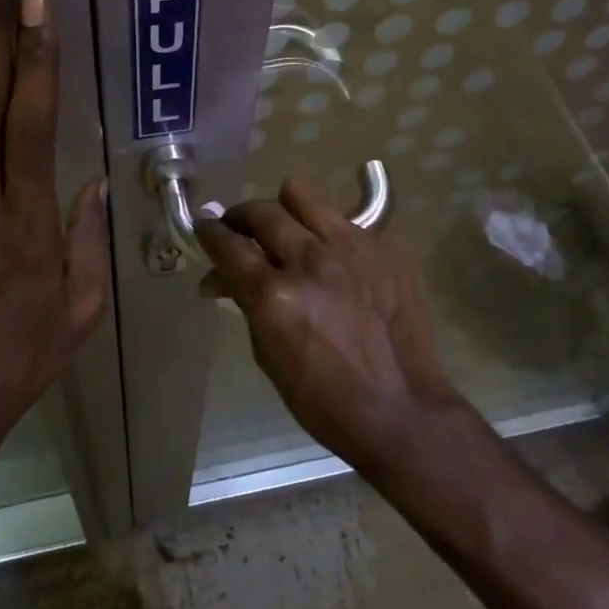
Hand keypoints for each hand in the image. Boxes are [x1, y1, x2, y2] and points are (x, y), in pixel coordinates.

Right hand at [195, 179, 465, 476]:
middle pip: (262, 212)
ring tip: (288, 228)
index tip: (204, 228)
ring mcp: (354, 247)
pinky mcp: (387, 248)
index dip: (209, 233)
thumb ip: (246, 304)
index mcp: (275, 294)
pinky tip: (339, 264)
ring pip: (303, 196)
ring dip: (285, 210)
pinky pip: (347, 224)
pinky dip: (332, 238)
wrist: (404, 412)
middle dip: (241, 217)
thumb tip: (221, 277)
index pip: (228, 244)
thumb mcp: (268, 356)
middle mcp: (311, 259)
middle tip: (240, 229)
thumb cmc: (325, 400)